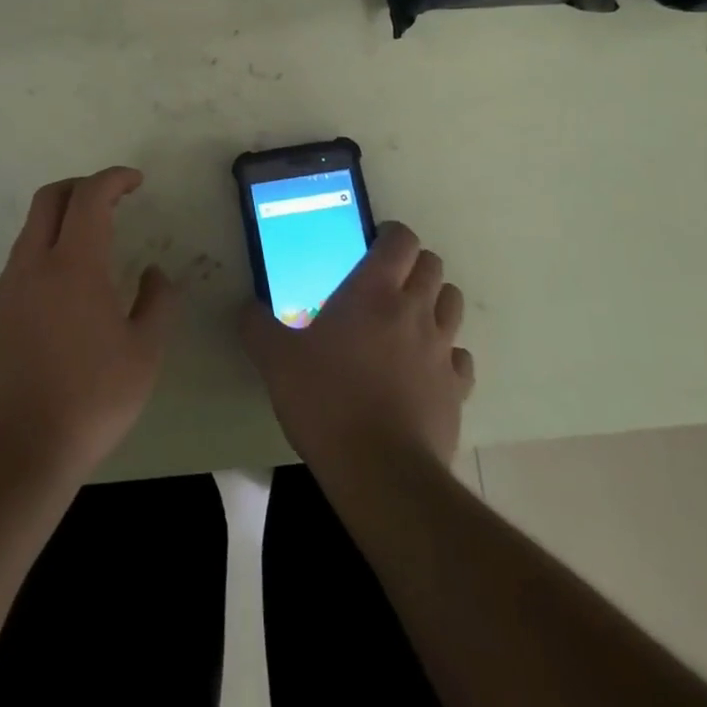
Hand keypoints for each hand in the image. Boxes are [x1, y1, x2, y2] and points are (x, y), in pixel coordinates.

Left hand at [0, 167, 178, 484]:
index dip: (114, 178)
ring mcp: (10, 286)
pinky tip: (68, 279)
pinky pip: (23, 257)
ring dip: (61, 215)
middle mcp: (35, 263)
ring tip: (93, 236)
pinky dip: (47, 245)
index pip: (90, 196)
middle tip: (112, 197)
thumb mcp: (145, 353)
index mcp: (74, 264)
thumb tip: (153, 274)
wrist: (19, 449)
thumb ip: (157, 303)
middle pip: (50, 197)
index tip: (136, 181)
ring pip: (32, 226)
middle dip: (82, 186)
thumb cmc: (91, 398)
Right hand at [242, 221, 473, 473]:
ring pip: (452, 303)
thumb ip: (257, 326)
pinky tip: (424, 368)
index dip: (390, 234)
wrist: (380, 472)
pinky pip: (460, 356)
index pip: (401, 239)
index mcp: (374, 291)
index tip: (372, 244)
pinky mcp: (457, 389)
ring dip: (434, 301)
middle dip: (412, 265)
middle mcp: (415, 310)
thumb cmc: (325, 401)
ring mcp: (442, 349)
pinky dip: (447, 353)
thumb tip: (245, 307)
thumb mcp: (275, 360)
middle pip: (432, 265)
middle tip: (385, 282)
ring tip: (407, 319)